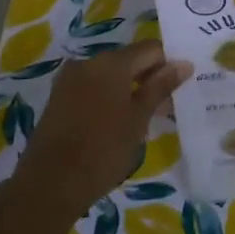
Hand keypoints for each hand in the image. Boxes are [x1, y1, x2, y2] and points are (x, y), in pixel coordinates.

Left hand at [10, 41, 189, 221]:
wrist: (50, 184)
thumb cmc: (103, 150)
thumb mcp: (138, 119)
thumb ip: (160, 87)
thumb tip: (184, 63)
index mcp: (112, 62)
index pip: (151, 49)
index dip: (169, 64)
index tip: (181, 86)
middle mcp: (89, 62)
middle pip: (129, 60)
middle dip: (149, 78)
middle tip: (167, 106)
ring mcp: (70, 79)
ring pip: (110, 75)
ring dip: (130, 89)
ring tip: (145, 118)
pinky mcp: (59, 98)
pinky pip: (93, 88)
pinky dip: (110, 98)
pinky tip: (119, 122)